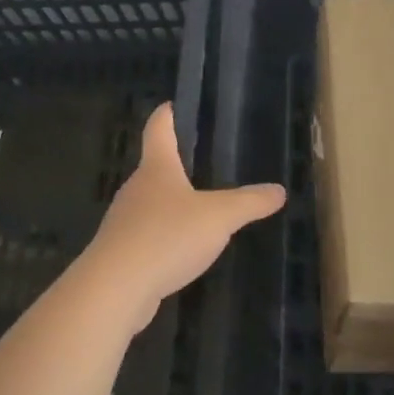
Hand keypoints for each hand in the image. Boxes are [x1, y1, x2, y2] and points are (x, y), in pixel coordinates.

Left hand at [80, 103, 286, 332]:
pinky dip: (164, 236)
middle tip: (201, 161)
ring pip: (150, 204)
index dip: (166, 115)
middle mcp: (136, 189)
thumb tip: (279, 191)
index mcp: (157, 168)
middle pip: (154, 167)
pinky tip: (181, 250)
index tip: (172, 104)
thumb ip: (250, 203)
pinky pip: (146, 235)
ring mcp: (124, 222)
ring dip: (170, 204)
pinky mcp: (121, 253)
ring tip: (198, 209)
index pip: (159, 129)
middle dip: (174, 163)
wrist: (114, 289)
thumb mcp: (219, 217)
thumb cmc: (167, 237)